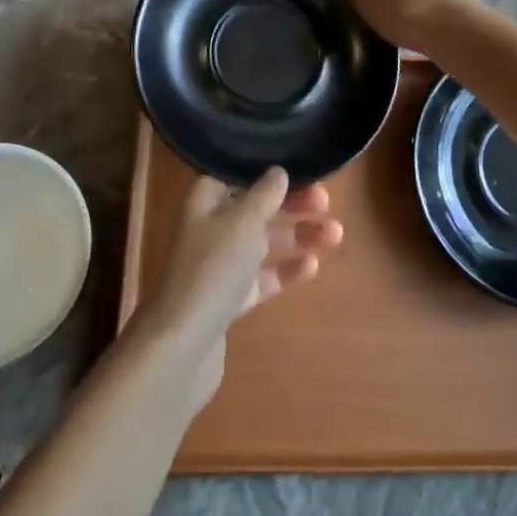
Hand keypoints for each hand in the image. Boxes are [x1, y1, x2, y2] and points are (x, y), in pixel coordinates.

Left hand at [136, 169, 341, 414]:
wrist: (180, 347)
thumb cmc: (212, 269)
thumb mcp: (243, 222)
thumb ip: (265, 194)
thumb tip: (278, 171)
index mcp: (204, 198)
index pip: (239, 172)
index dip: (270, 170)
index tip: (303, 168)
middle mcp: (208, 226)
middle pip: (255, 207)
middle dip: (292, 203)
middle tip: (326, 202)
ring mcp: (217, 264)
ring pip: (262, 242)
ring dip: (297, 235)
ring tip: (336, 234)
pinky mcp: (227, 298)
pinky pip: (261, 276)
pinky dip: (285, 269)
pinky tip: (313, 266)